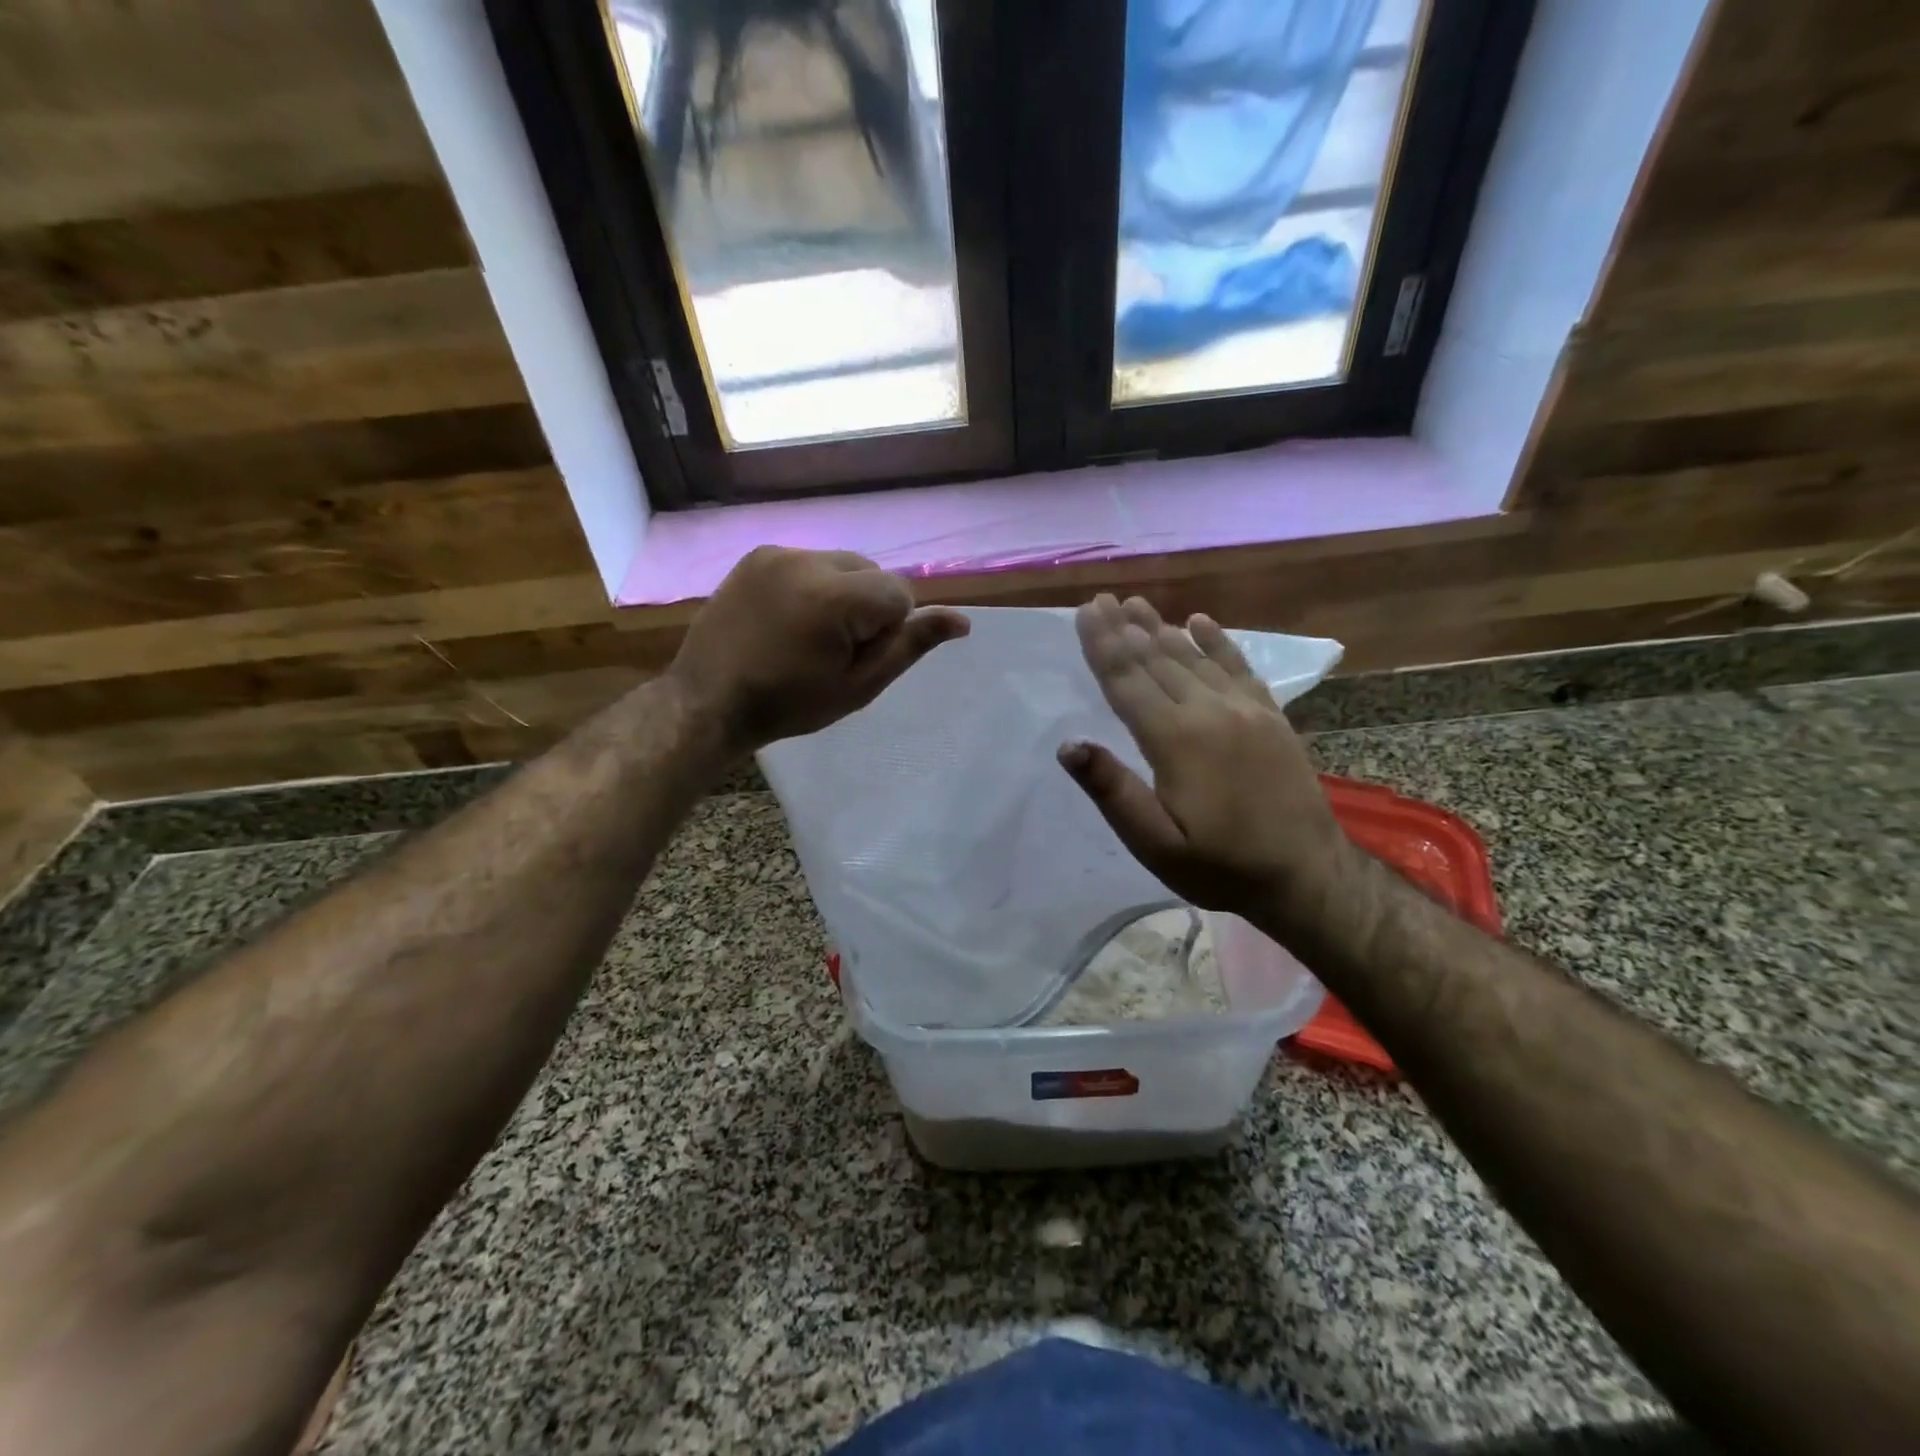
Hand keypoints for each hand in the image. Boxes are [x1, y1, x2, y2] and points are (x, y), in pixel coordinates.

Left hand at [668, 546, 969, 754]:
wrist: (709, 700)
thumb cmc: (789, 704)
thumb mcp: (858, 686)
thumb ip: (908, 646)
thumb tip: (962, 621)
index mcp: (835, 596)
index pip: (899, 594)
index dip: (888, 629)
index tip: (855, 658)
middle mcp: (807, 560)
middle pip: (872, 572)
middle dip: (868, 606)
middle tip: (834, 649)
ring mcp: (777, 553)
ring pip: (842, 564)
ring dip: (842, 593)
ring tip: (809, 634)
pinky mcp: (757, 555)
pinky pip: (808, 562)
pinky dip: (812, 585)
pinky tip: (788, 618)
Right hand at [1058, 594, 1354, 925]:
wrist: (1306, 875)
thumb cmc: (1220, 866)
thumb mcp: (1155, 844)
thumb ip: (1113, 792)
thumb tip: (1068, 745)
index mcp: (1175, 739)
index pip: (1128, 681)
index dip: (1103, 645)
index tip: (1085, 611)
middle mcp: (1209, 711)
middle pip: (1158, 659)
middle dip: (1126, 628)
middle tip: (1103, 598)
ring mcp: (1246, 710)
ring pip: (1194, 658)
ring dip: (1162, 628)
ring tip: (1137, 603)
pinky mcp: (1271, 717)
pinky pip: (1239, 667)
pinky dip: (1218, 642)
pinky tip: (1201, 622)